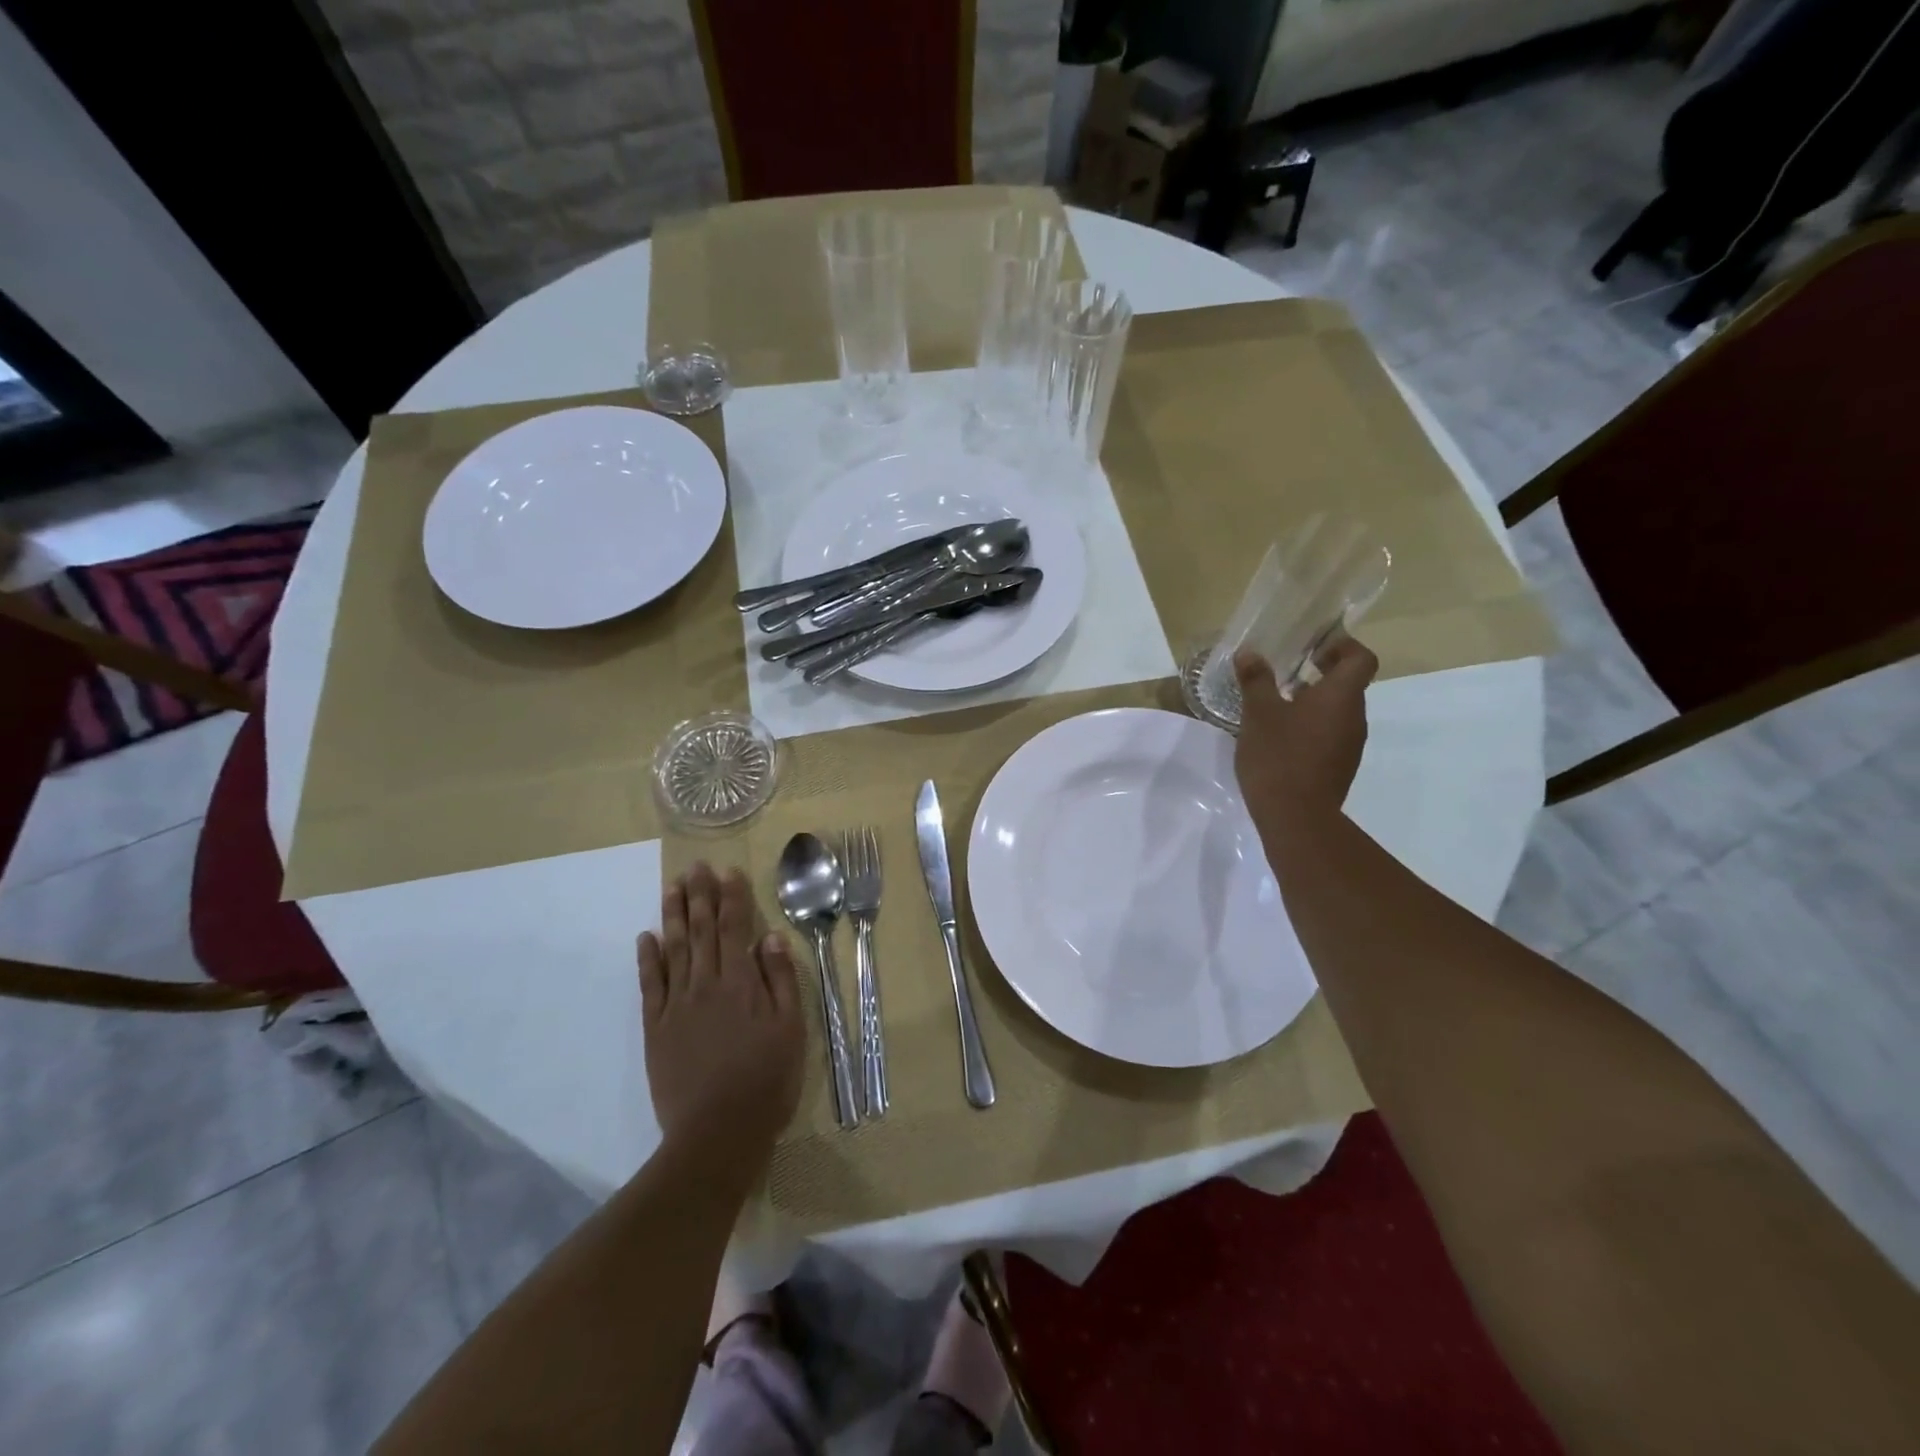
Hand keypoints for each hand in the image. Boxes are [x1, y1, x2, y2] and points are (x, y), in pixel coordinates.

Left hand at [637, 863, 803, 1167]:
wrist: (717, 1132)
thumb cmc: (765, 1080)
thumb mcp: (791, 1029)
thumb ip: (780, 981)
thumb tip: (770, 938)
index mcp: (741, 983)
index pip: (735, 928)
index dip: (732, 897)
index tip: (728, 871)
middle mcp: (706, 985)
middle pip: (701, 931)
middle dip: (699, 896)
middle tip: (694, 867)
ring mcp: (677, 1005)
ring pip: (674, 950)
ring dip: (673, 916)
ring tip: (671, 888)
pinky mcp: (656, 1028)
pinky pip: (650, 985)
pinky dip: (648, 958)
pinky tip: (646, 937)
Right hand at [1233, 636, 1377, 837]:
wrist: (1296, 817)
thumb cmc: (1279, 756)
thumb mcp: (1258, 713)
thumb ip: (1256, 680)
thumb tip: (1250, 653)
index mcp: (1341, 696)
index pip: (1360, 658)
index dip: (1342, 645)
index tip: (1314, 645)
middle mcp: (1354, 716)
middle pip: (1349, 683)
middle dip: (1321, 672)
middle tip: (1287, 670)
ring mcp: (1350, 744)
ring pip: (1338, 710)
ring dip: (1315, 701)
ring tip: (1279, 703)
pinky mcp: (1340, 766)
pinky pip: (1331, 734)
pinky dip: (1312, 725)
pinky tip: (1282, 736)